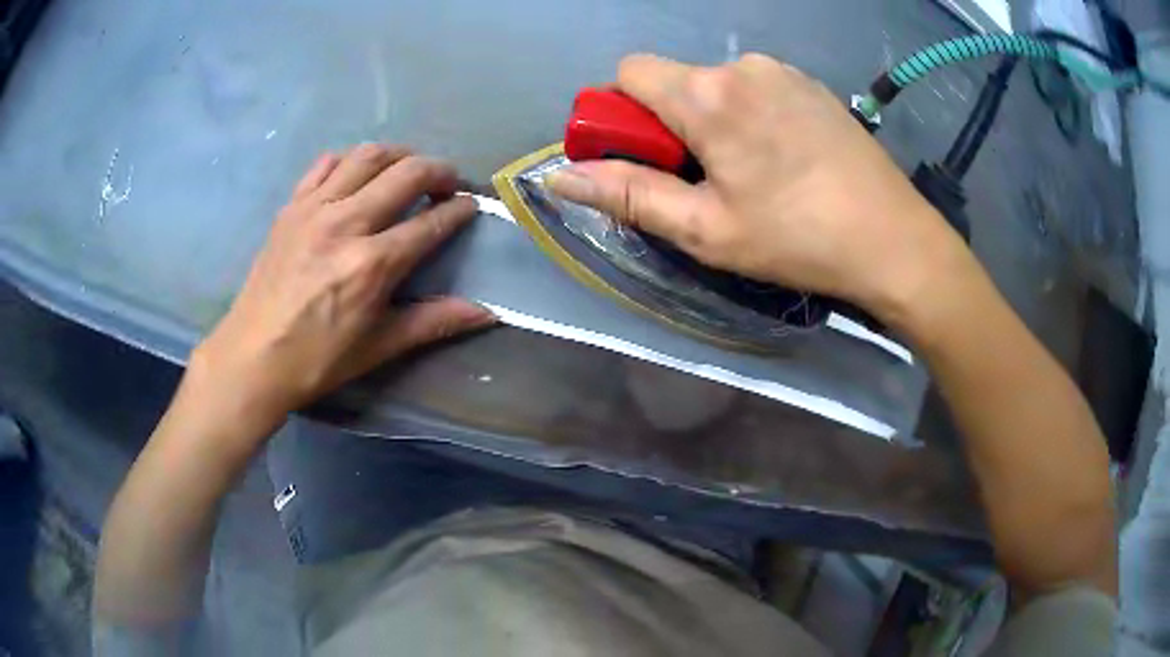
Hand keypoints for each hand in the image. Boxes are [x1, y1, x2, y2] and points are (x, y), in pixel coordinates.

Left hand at [191, 144, 494, 433]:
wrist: (252, 357)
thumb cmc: (317, 359)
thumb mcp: (379, 346)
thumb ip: (434, 322)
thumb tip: (487, 313)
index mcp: (373, 264)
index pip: (431, 221)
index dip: (458, 210)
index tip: (470, 206)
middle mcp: (346, 223)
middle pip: (406, 172)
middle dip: (439, 171)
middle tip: (447, 183)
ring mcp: (314, 209)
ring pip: (368, 156)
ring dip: (398, 155)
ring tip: (407, 171)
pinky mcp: (291, 206)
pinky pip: (326, 164)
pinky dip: (350, 161)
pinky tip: (356, 177)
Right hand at [549, 54, 971, 323]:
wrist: (894, 239)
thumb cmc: (797, 238)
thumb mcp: (704, 228)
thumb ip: (627, 195)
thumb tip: (559, 177)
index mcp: (708, 95)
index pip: (629, 72)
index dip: (620, 111)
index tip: (642, 155)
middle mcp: (741, 66)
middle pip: (674, 79)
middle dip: (669, 122)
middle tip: (703, 178)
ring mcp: (782, 71)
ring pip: (716, 84)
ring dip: (712, 119)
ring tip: (751, 172)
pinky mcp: (811, 84)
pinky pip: (756, 87)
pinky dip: (749, 114)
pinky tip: (783, 156)